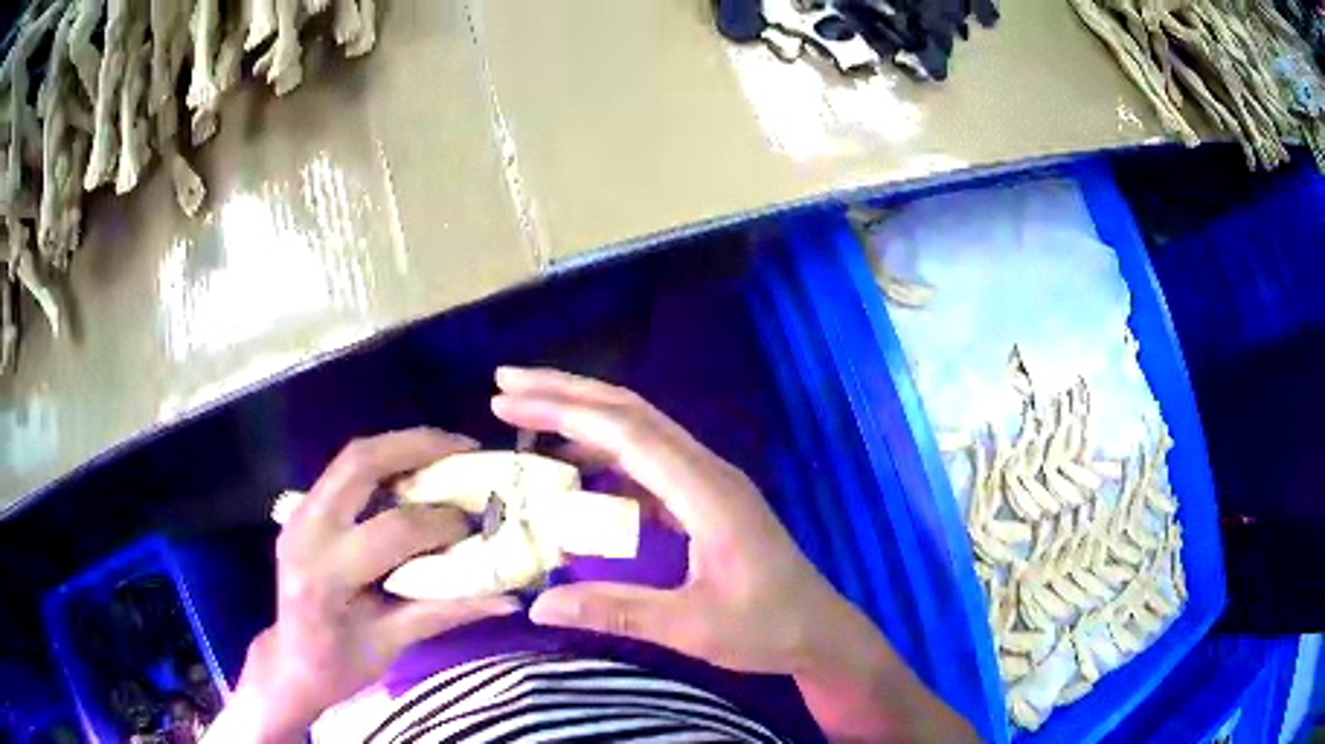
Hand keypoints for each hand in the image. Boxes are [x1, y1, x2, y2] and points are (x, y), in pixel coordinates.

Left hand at [228, 429, 519, 741]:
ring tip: (445, 448)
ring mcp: (299, 514)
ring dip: (401, 446)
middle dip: (417, 448)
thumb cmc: (340, 666)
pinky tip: (411, 470)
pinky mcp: (303, 509)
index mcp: (325, 575)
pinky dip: (383, 461)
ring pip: (350, 458)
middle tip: (465, 448)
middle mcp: (306, 531)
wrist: (291, 662)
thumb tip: (507, 598)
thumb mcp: (392, 645)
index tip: (477, 527)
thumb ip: (444, 612)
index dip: (441, 523)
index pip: (391, 532)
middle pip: (360, 465)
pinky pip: (344, 470)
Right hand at [491, 367, 975, 741]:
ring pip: (640, 430)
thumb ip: (616, 611)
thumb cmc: (765, 629)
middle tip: (506, 384)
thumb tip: (538, 605)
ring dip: (584, 418)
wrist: (819, 630)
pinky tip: (577, 468)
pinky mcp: (706, 498)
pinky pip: (648, 461)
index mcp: (707, 492)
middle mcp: (708, 471)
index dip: (563, 410)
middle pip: (631, 411)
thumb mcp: (691, 627)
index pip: (625, 432)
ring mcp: (709, 481)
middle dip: (566, 392)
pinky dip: (605, 453)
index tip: (507, 398)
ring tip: (528, 417)